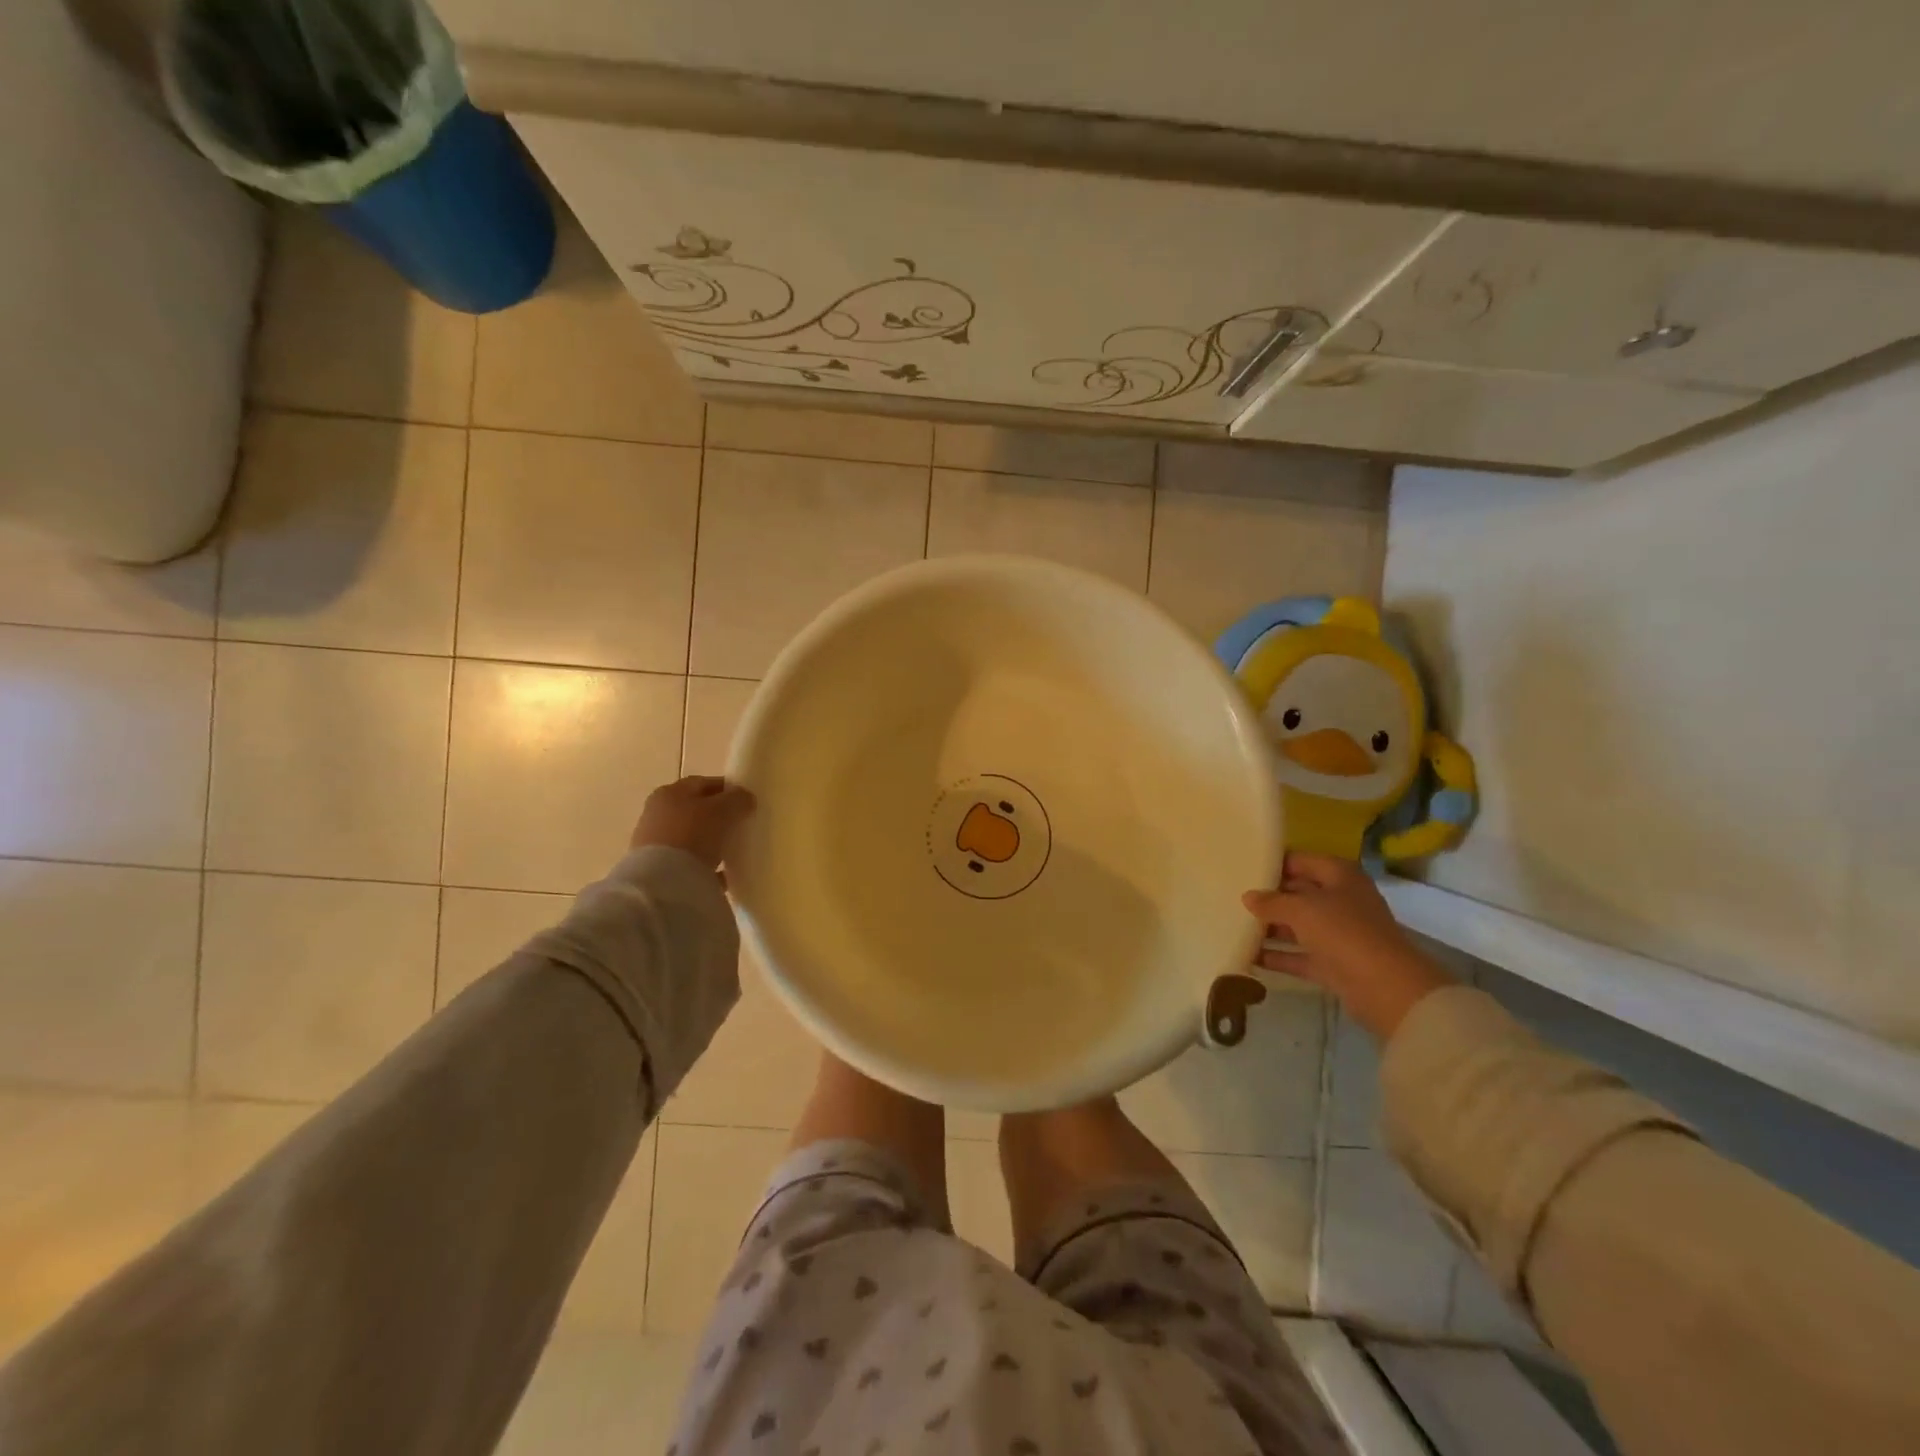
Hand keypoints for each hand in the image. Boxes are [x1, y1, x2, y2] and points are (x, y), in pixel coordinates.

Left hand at [631, 776, 755, 871]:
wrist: (663, 882)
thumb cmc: (692, 834)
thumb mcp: (722, 810)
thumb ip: (737, 799)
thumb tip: (745, 798)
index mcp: (670, 792)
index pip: (703, 783)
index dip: (726, 789)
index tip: (746, 800)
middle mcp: (657, 813)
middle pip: (695, 810)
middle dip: (718, 816)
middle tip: (740, 825)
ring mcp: (655, 843)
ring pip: (691, 837)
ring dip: (710, 841)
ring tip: (732, 851)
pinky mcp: (658, 869)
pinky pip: (689, 863)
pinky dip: (705, 865)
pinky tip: (723, 874)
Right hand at [1242, 853, 1453, 1040]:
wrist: (1386, 988)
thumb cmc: (1344, 932)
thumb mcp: (1301, 909)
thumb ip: (1271, 901)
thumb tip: (1248, 897)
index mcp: (1339, 875)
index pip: (1299, 861)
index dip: (1272, 863)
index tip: (1241, 867)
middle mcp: (1341, 900)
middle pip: (1297, 893)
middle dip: (1268, 897)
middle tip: (1231, 897)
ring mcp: (1338, 934)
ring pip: (1297, 926)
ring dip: (1269, 928)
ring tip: (1233, 925)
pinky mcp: (1334, 964)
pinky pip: (1299, 955)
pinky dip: (1278, 956)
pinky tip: (1248, 955)